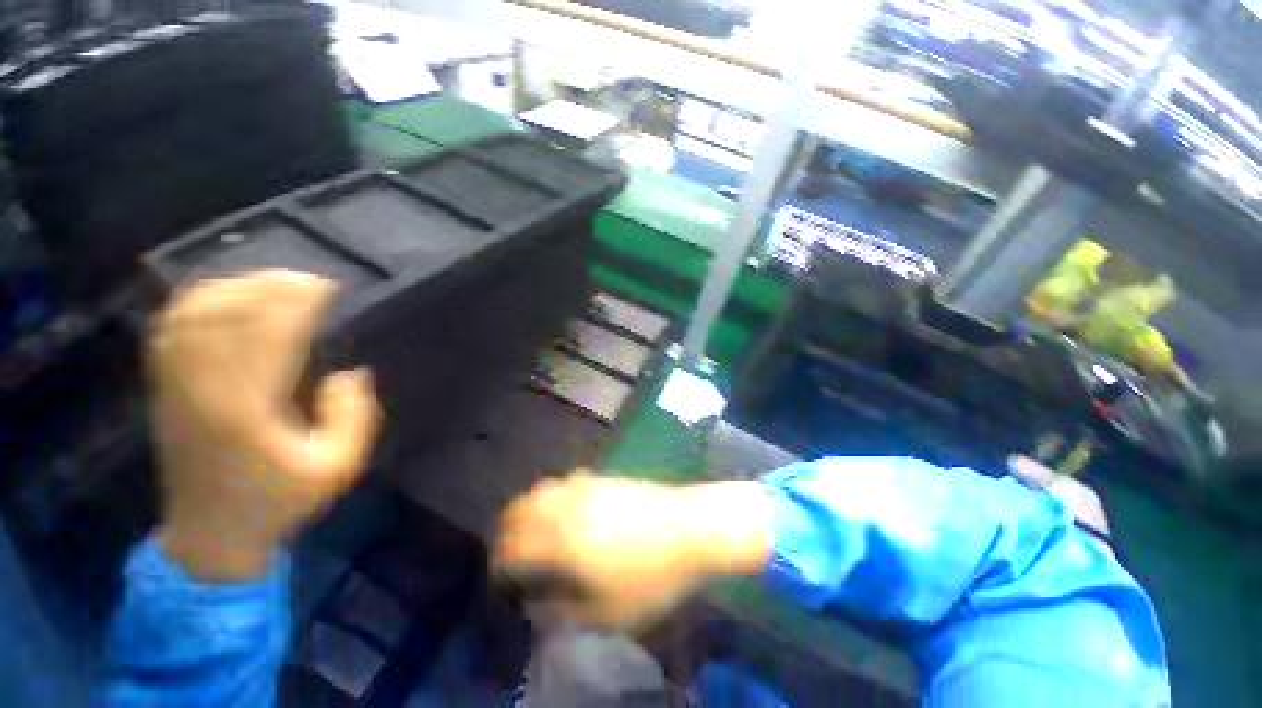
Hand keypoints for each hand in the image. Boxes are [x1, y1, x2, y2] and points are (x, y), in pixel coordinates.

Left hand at [149, 271, 380, 581]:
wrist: (210, 534)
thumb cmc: (278, 502)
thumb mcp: (338, 468)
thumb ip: (354, 418)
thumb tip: (350, 373)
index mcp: (247, 411)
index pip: (267, 335)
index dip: (297, 303)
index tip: (328, 289)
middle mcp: (202, 389)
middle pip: (226, 314)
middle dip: (269, 287)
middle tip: (309, 281)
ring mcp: (176, 386)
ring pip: (193, 314)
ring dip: (234, 288)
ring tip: (273, 282)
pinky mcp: (164, 388)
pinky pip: (173, 329)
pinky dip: (199, 302)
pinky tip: (227, 296)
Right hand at [494, 473, 771, 629]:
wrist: (691, 528)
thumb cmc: (653, 576)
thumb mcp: (610, 613)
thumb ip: (564, 612)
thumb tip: (536, 606)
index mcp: (562, 540)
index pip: (511, 547)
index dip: (499, 564)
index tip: (502, 581)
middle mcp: (567, 506)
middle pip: (519, 509)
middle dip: (507, 532)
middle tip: (513, 555)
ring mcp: (586, 486)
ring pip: (541, 490)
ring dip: (529, 510)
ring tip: (536, 532)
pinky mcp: (602, 478)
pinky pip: (565, 482)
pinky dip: (553, 496)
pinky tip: (566, 512)